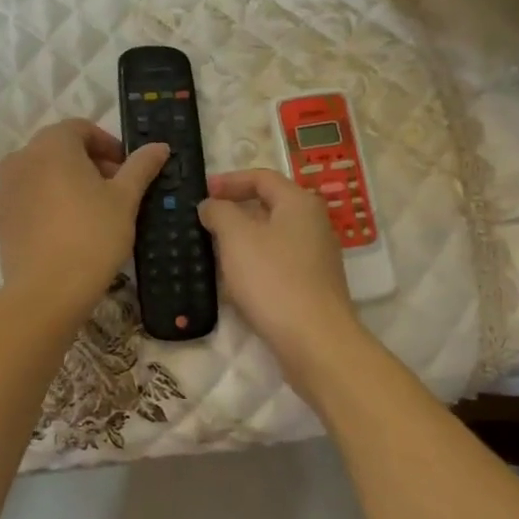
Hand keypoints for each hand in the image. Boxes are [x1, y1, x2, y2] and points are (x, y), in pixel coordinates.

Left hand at [0, 120, 169, 320]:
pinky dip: (50, 200)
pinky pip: (30, 196)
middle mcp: (22, 157)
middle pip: (61, 148)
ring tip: (94, 211)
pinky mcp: (1, 215)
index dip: (109, 145)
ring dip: (70, 181)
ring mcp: (6, 187)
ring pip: (44, 172)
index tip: (128, 169)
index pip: (82, 128)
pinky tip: (70, 228)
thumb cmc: (92, 236)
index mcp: (52, 144)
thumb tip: (159, 146)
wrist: (46, 291)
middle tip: (117, 190)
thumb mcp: (125, 199)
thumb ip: (141, 167)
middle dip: (91, 163)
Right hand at [199, 169, 359, 366]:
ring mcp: (316, 256)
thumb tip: (211, 205)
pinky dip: (253, 264)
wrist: (314, 341)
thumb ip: (219, 212)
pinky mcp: (312, 285)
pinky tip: (234, 283)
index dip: (229, 180)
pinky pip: (277, 263)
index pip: (262, 177)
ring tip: (212, 251)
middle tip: (204, 221)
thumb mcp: (236, 237)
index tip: (202, 192)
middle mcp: (313, 223)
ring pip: (271, 236)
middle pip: (269, 205)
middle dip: (234, 210)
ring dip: (241, 240)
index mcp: (299, 202)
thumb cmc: (273, 279)